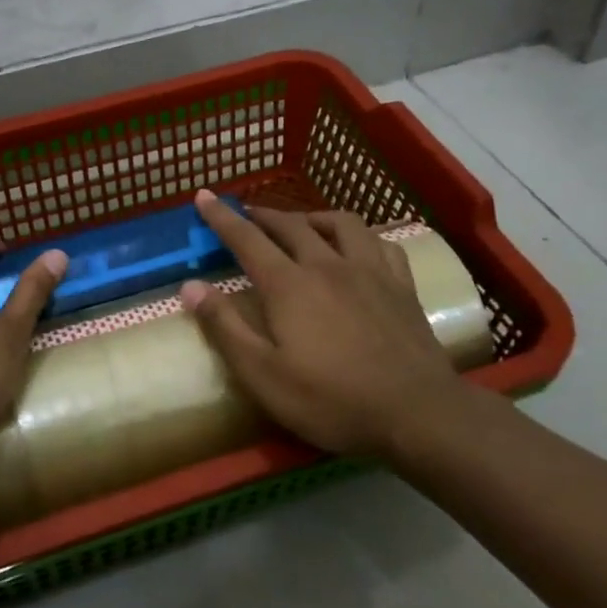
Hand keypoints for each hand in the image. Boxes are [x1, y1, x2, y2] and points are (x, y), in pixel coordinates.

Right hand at [181, 190, 473, 460]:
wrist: (416, 412)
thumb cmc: (330, 399)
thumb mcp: (262, 374)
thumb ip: (225, 327)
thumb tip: (190, 286)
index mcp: (288, 285)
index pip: (247, 239)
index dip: (222, 217)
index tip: (204, 196)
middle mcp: (327, 265)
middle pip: (291, 225)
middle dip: (263, 215)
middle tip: (246, 214)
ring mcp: (370, 271)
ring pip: (340, 223)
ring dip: (313, 217)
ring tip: (301, 224)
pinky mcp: (402, 286)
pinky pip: (380, 243)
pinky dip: (361, 236)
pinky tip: (358, 246)